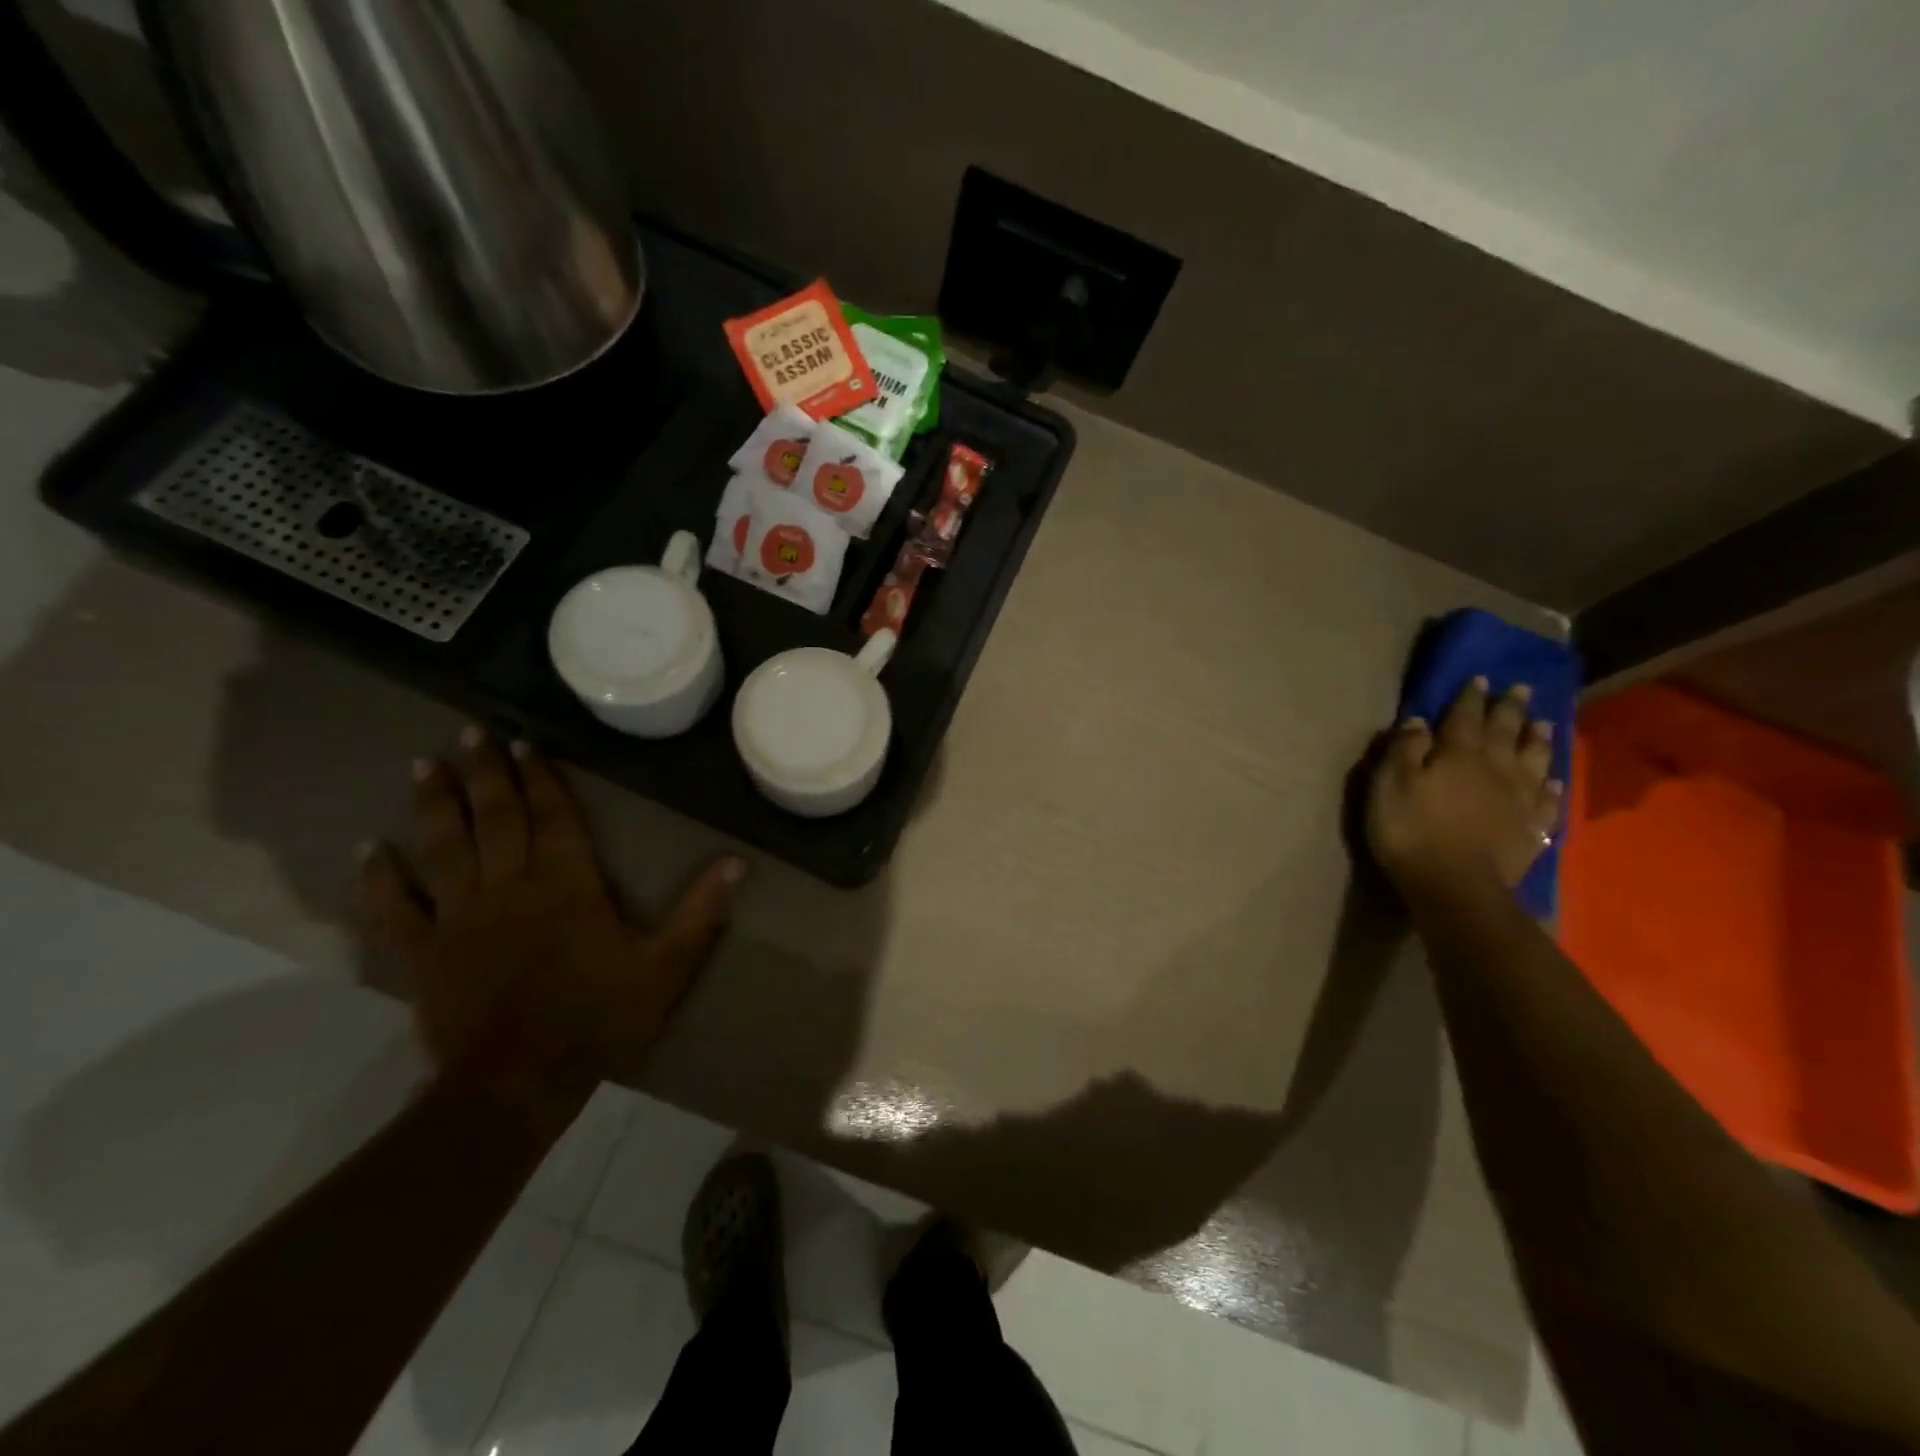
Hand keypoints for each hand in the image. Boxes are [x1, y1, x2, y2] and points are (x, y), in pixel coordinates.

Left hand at [358, 729, 742, 1116]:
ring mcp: (459, 919)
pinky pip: (395, 909)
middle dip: (485, 773)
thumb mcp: (666, 968)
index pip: (553, 819)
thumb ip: (699, 913)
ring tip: (422, 764)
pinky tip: (368, 849)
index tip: (524, 743)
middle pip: (496, 819)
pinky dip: (379, 878)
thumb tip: (736, 863)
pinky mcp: (423, 954)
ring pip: (443, 848)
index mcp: (567, 887)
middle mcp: (509, 888)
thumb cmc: (598, 1020)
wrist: (518, 1085)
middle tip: (471, 732)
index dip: (540, 779)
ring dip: (434, 804)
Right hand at [1366, 678, 1562, 900]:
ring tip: (1544, 723)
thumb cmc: (1411, 830)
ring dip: (1538, 739)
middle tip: (1521, 689)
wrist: (1454, 887)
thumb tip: (1419, 721)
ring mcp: (1519, 799)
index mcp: (1458, 754)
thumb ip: (1404, 749)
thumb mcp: (1390, 784)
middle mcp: (1496, 768)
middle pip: (1505, 732)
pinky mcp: (1531, 829)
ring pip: (1534, 760)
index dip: (1471, 696)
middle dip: (1510, 709)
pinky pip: (1547, 800)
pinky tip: (1555, 779)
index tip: (1480, 677)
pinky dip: (1552, 786)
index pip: (1465, 716)